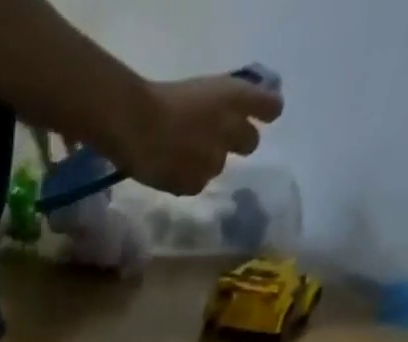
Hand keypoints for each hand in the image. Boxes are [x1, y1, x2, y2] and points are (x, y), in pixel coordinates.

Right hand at [107, 74, 283, 195]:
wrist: (136, 128)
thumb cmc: (164, 100)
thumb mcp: (203, 90)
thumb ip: (225, 102)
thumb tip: (235, 116)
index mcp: (234, 97)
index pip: (271, 107)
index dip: (267, 112)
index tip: (261, 117)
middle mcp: (230, 130)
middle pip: (251, 143)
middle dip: (238, 143)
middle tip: (217, 142)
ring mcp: (214, 161)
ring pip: (219, 166)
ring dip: (206, 162)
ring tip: (183, 157)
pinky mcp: (196, 185)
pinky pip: (198, 184)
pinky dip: (188, 180)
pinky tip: (172, 171)